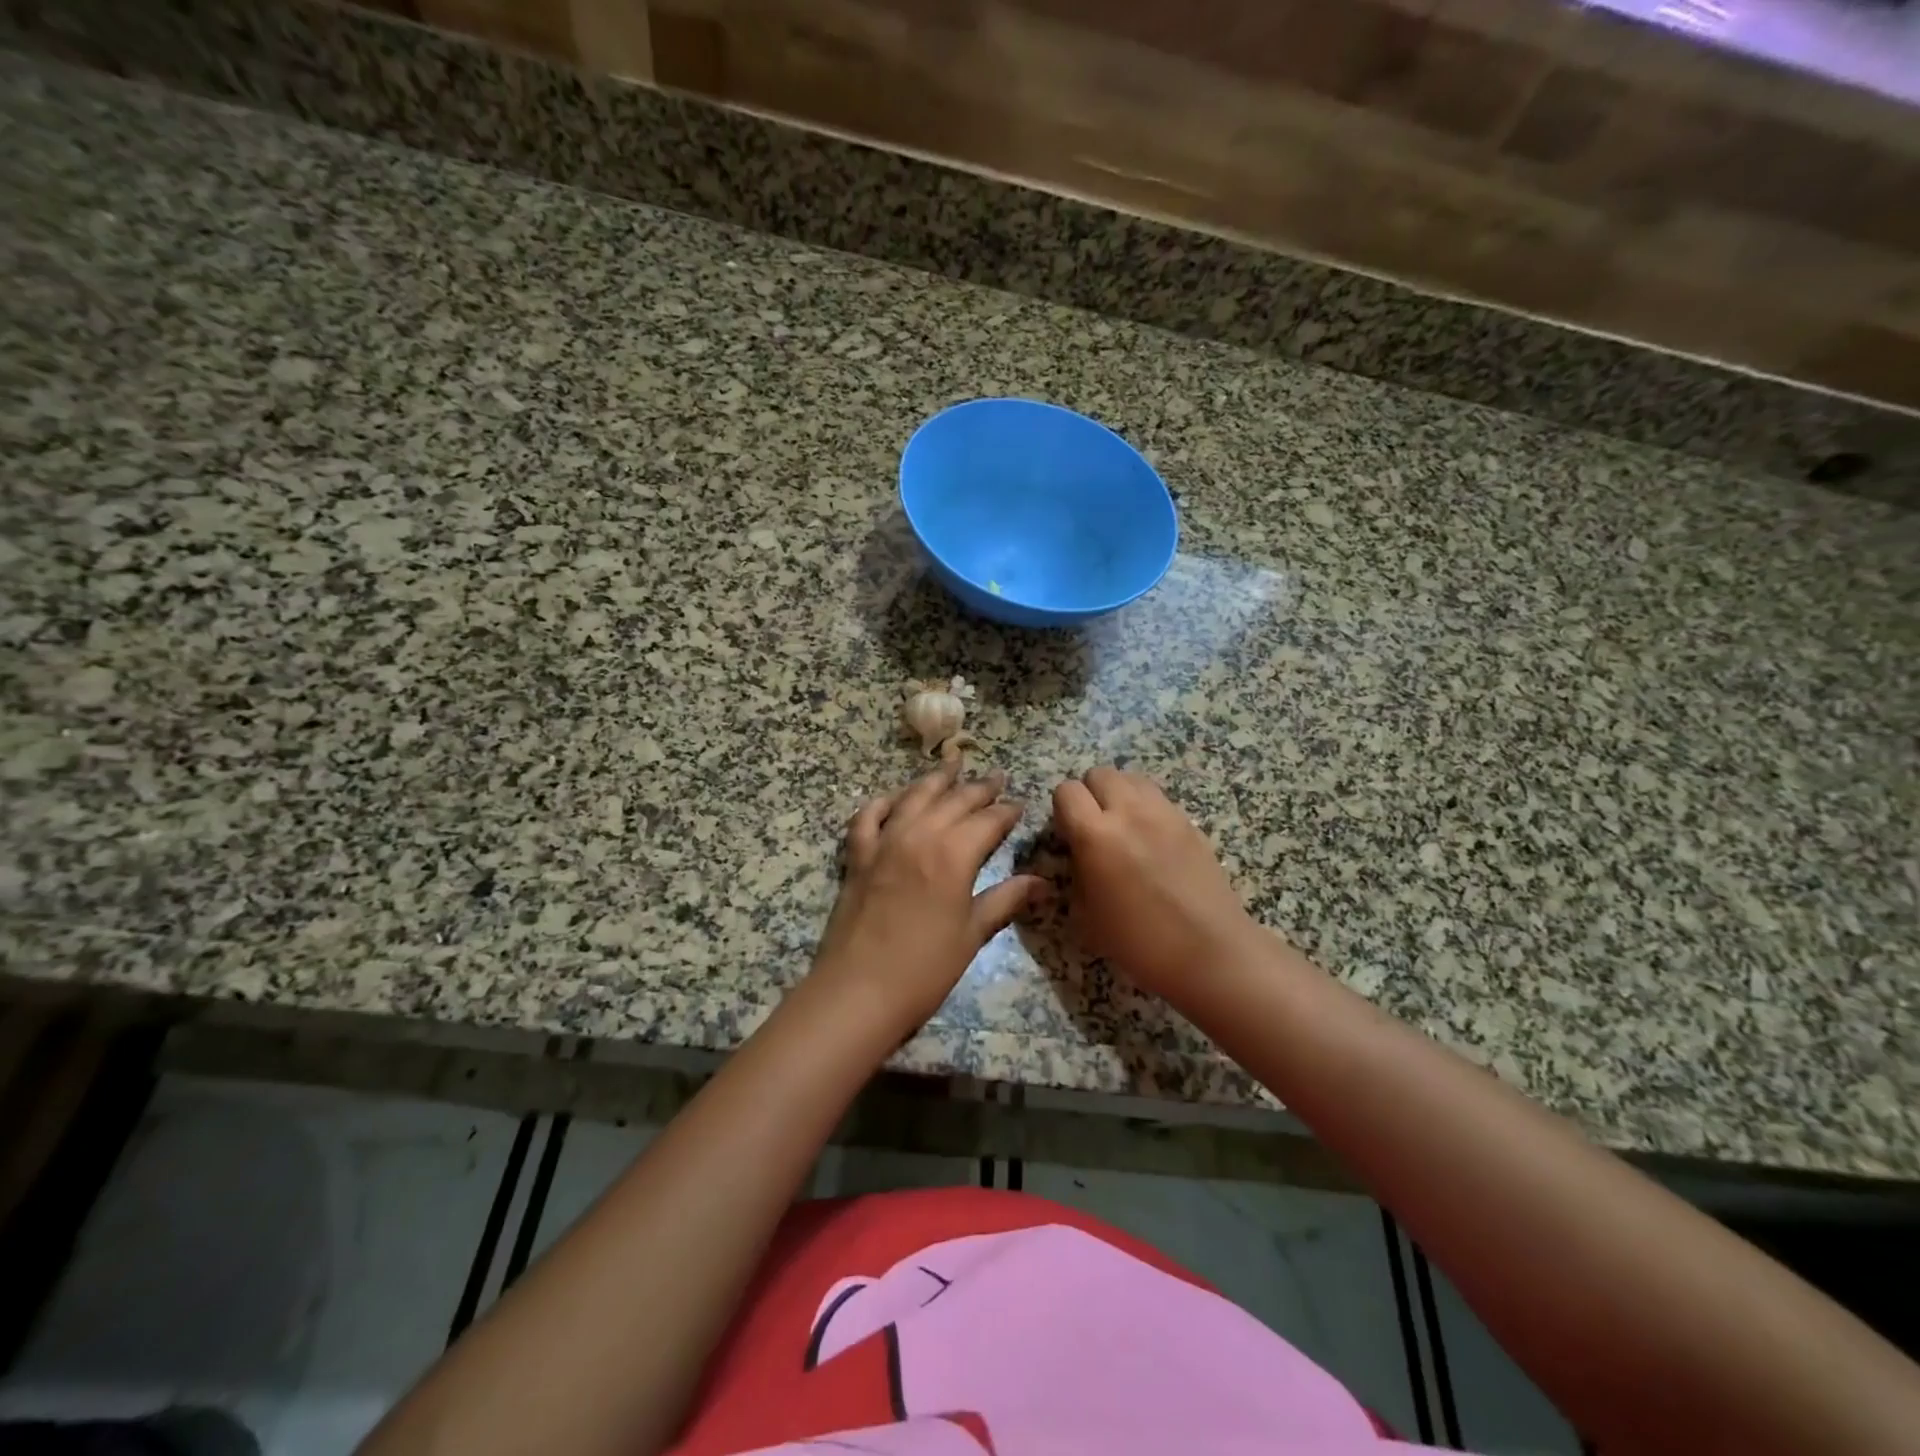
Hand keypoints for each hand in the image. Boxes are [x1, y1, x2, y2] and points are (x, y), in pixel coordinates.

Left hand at [812, 760, 1046, 1035]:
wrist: (858, 991)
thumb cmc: (924, 968)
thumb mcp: (972, 933)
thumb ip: (1005, 899)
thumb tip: (1043, 882)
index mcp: (953, 854)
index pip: (988, 820)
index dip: (1007, 811)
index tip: (1020, 805)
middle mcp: (919, 836)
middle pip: (954, 800)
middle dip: (979, 788)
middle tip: (997, 777)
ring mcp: (884, 842)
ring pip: (913, 797)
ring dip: (935, 780)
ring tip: (952, 764)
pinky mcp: (858, 856)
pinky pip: (868, 817)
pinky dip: (883, 802)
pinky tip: (894, 797)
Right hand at [1052, 766, 1262, 1007]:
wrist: (1208, 952)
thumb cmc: (1139, 942)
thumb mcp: (1087, 915)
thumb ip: (1077, 872)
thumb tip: (1080, 854)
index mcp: (1095, 835)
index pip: (1066, 791)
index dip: (1062, 809)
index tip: (1068, 834)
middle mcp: (1129, 812)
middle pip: (1099, 773)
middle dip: (1090, 794)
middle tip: (1095, 827)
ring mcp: (1163, 813)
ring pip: (1131, 778)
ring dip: (1120, 794)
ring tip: (1123, 827)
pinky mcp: (1189, 822)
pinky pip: (1158, 797)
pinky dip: (1146, 807)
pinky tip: (1151, 840)